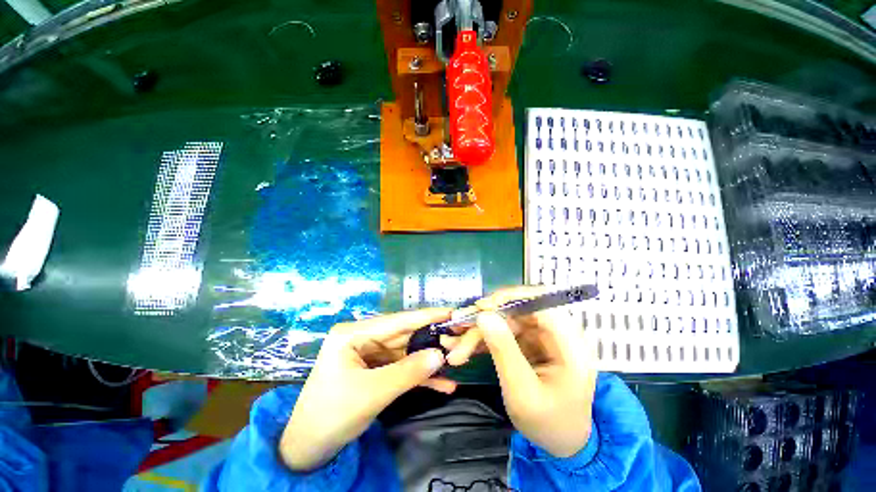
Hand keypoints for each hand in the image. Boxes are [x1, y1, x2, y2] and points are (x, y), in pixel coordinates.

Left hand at [280, 308, 455, 471]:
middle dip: (430, 340)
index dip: (425, 316)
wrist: (309, 449)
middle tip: (458, 337)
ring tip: (456, 360)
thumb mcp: (373, 393)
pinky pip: (401, 368)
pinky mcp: (376, 370)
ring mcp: (370, 354)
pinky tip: (442, 384)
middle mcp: (363, 338)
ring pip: (405, 353)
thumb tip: (441, 355)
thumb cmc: (332, 415)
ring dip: (428, 361)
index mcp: (354, 333)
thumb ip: (409, 372)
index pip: (396, 321)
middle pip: (403, 335)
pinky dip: (419, 377)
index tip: (450, 312)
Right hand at [469, 287, 598, 457]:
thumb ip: (504, 351)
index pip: (541, 303)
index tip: (481, 307)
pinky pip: (502, 331)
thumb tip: (483, 315)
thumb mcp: (523, 392)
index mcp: (569, 344)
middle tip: (459, 326)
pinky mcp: (528, 341)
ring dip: (479, 331)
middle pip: (518, 309)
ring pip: (505, 320)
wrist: (559, 442)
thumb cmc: (548, 423)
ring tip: (455, 346)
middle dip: (486, 318)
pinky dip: (482, 339)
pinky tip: (464, 347)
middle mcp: (556, 332)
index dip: (511, 298)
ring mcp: (540, 336)